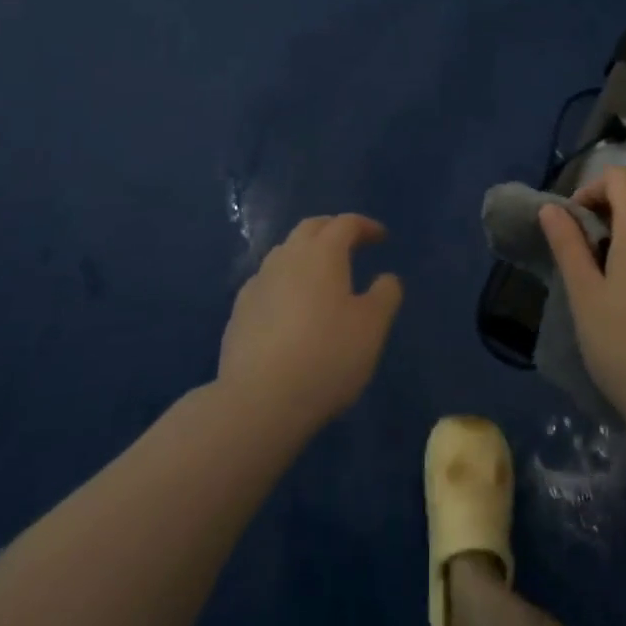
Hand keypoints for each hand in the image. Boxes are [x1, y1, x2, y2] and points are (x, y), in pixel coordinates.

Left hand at [216, 214, 403, 437]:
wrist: (259, 402)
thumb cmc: (326, 357)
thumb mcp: (372, 328)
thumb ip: (385, 295)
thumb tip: (386, 278)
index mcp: (322, 254)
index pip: (345, 223)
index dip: (365, 226)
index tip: (381, 237)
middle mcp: (287, 258)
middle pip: (310, 228)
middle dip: (332, 229)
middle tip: (350, 243)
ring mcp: (258, 283)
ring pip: (284, 253)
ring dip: (305, 253)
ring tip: (320, 274)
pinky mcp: (239, 312)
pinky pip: (266, 282)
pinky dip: (283, 282)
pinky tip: (288, 306)